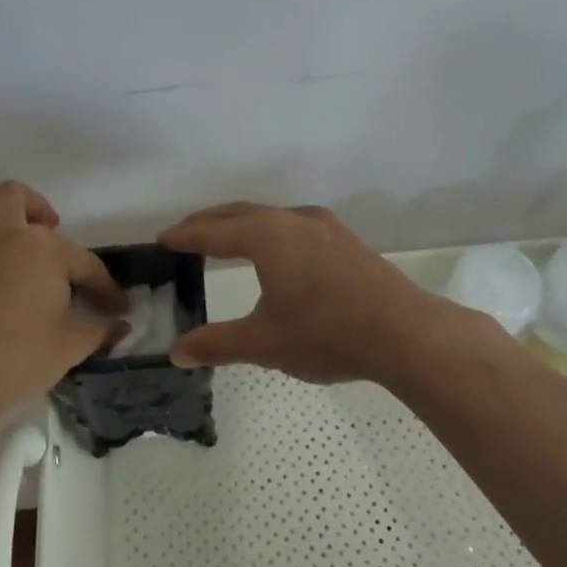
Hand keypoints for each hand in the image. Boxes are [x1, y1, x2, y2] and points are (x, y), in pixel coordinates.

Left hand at [0, 180, 124, 425]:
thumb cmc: (20, 357)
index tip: (113, 308)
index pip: (84, 262)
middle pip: (12, 196)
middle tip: (43, 234)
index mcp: (41, 248)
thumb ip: (101, 330)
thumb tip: (120, 325)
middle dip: (32, 207)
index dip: (104, 286)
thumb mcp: (74, 346)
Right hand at [157, 202, 490, 391]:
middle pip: (241, 214)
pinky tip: (276, 252)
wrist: (404, 332)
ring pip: (271, 216)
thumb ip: (217, 344)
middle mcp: (294, 220)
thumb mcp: (264, 342)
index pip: (214, 232)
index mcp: (267, 236)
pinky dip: (270, 232)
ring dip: (242, 224)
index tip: (162, 238)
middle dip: (210, 223)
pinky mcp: (346, 239)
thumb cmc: (326, 334)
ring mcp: (325, 226)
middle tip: (185, 234)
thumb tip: (176, 352)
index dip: (185, 236)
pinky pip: (294, 225)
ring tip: (225, 239)